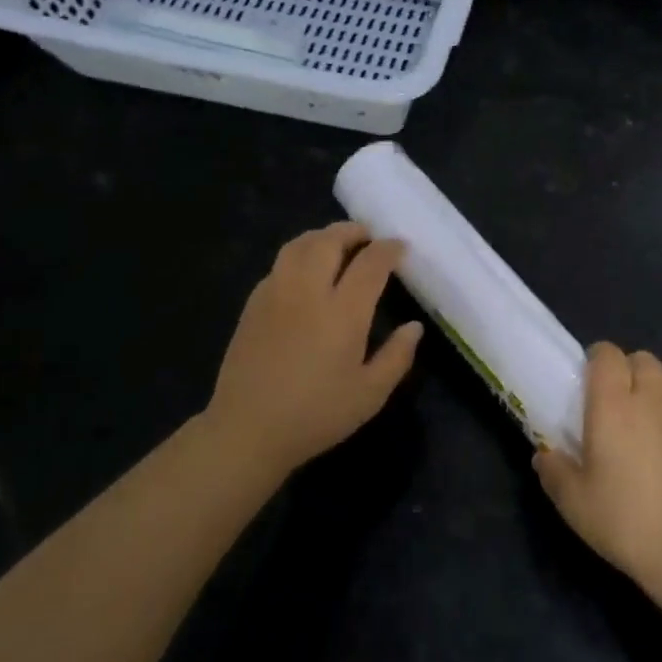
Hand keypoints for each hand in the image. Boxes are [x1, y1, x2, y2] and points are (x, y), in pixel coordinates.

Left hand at [202, 222, 422, 480]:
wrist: (248, 430)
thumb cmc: (316, 415)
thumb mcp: (370, 394)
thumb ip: (397, 356)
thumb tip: (414, 327)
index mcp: (343, 312)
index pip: (371, 263)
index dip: (389, 249)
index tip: (401, 247)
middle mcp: (308, 292)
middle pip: (329, 241)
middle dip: (352, 231)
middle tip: (368, 235)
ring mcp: (275, 294)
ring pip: (298, 246)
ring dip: (322, 237)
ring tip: (336, 244)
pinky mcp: (253, 305)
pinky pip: (279, 265)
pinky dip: (298, 256)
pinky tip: (305, 273)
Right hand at [533, 343, 661, 589]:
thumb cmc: (624, 520)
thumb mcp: (573, 502)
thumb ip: (554, 472)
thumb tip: (543, 456)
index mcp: (613, 404)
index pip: (607, 354)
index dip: (597, 358)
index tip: (588, 379)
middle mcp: (652, 398)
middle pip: (643, 359)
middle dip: (628, 369)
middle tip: (616, 401)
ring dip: (656, 387)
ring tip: (647, 417)